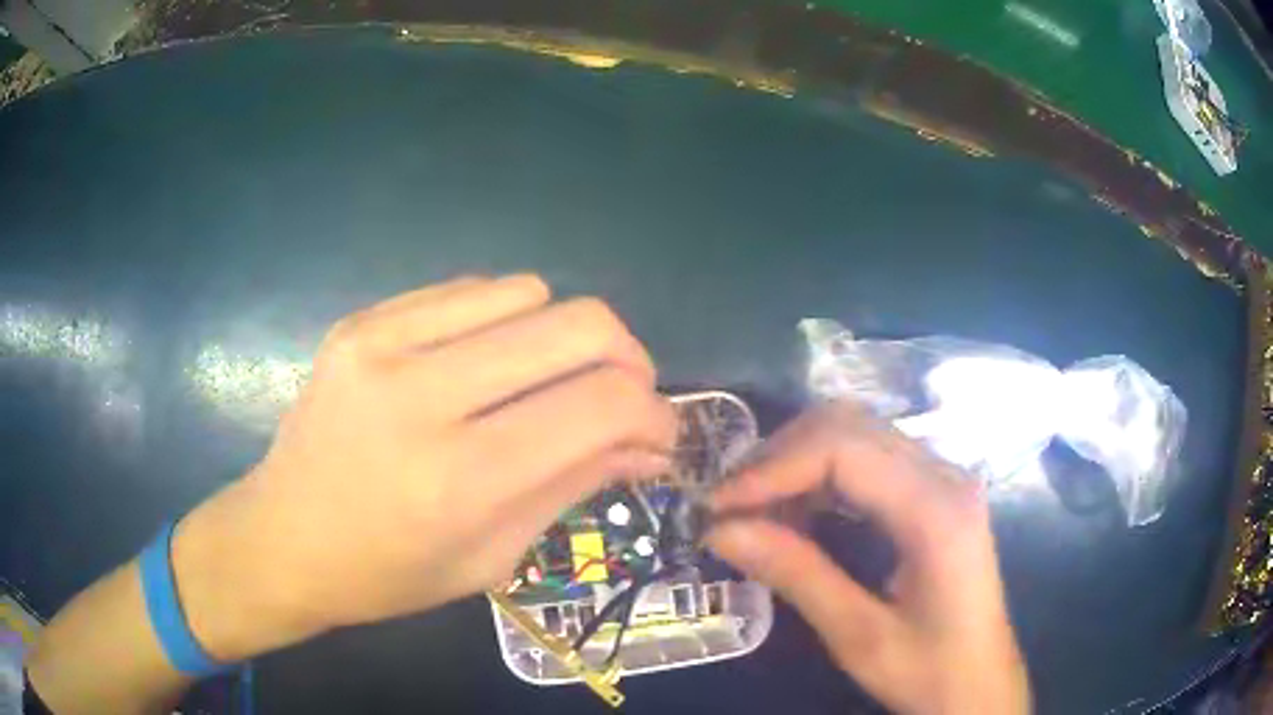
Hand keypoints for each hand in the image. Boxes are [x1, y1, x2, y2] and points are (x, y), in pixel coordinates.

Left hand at [174, 274, 676, 660]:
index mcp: (461, 478)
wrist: (284, 538)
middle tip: (621, 395)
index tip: (660, 432)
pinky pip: (469, 289)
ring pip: (530, 291)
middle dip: (627, 357)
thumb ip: (576, 483)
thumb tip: (649, 441)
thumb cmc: (389, 573)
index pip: (601, 405)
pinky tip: (484, 361)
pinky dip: (502, 320)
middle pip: (579, 323)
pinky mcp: (362, 320)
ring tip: (542, 381)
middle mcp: (423, 395)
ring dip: (560, 337)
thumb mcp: (494, 555)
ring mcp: (384, 343)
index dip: (655, 412)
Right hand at [707, 405, 1029, 714]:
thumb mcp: (858, 636)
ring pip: (856, 435)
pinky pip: (868, 460)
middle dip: (779, 458)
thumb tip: (720, 529)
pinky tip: (794, 514)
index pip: (844, 448)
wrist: (980, 685)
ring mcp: (943, 478)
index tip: (718, 506)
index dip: (773, 468)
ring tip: (752, 511)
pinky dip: (820, 477)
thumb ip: (795, 575)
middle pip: (849, 425)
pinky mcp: (934, 492)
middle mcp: (945, 474)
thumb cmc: (929, 670)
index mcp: (937, 509)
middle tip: (729, 506)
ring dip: (796, 464)